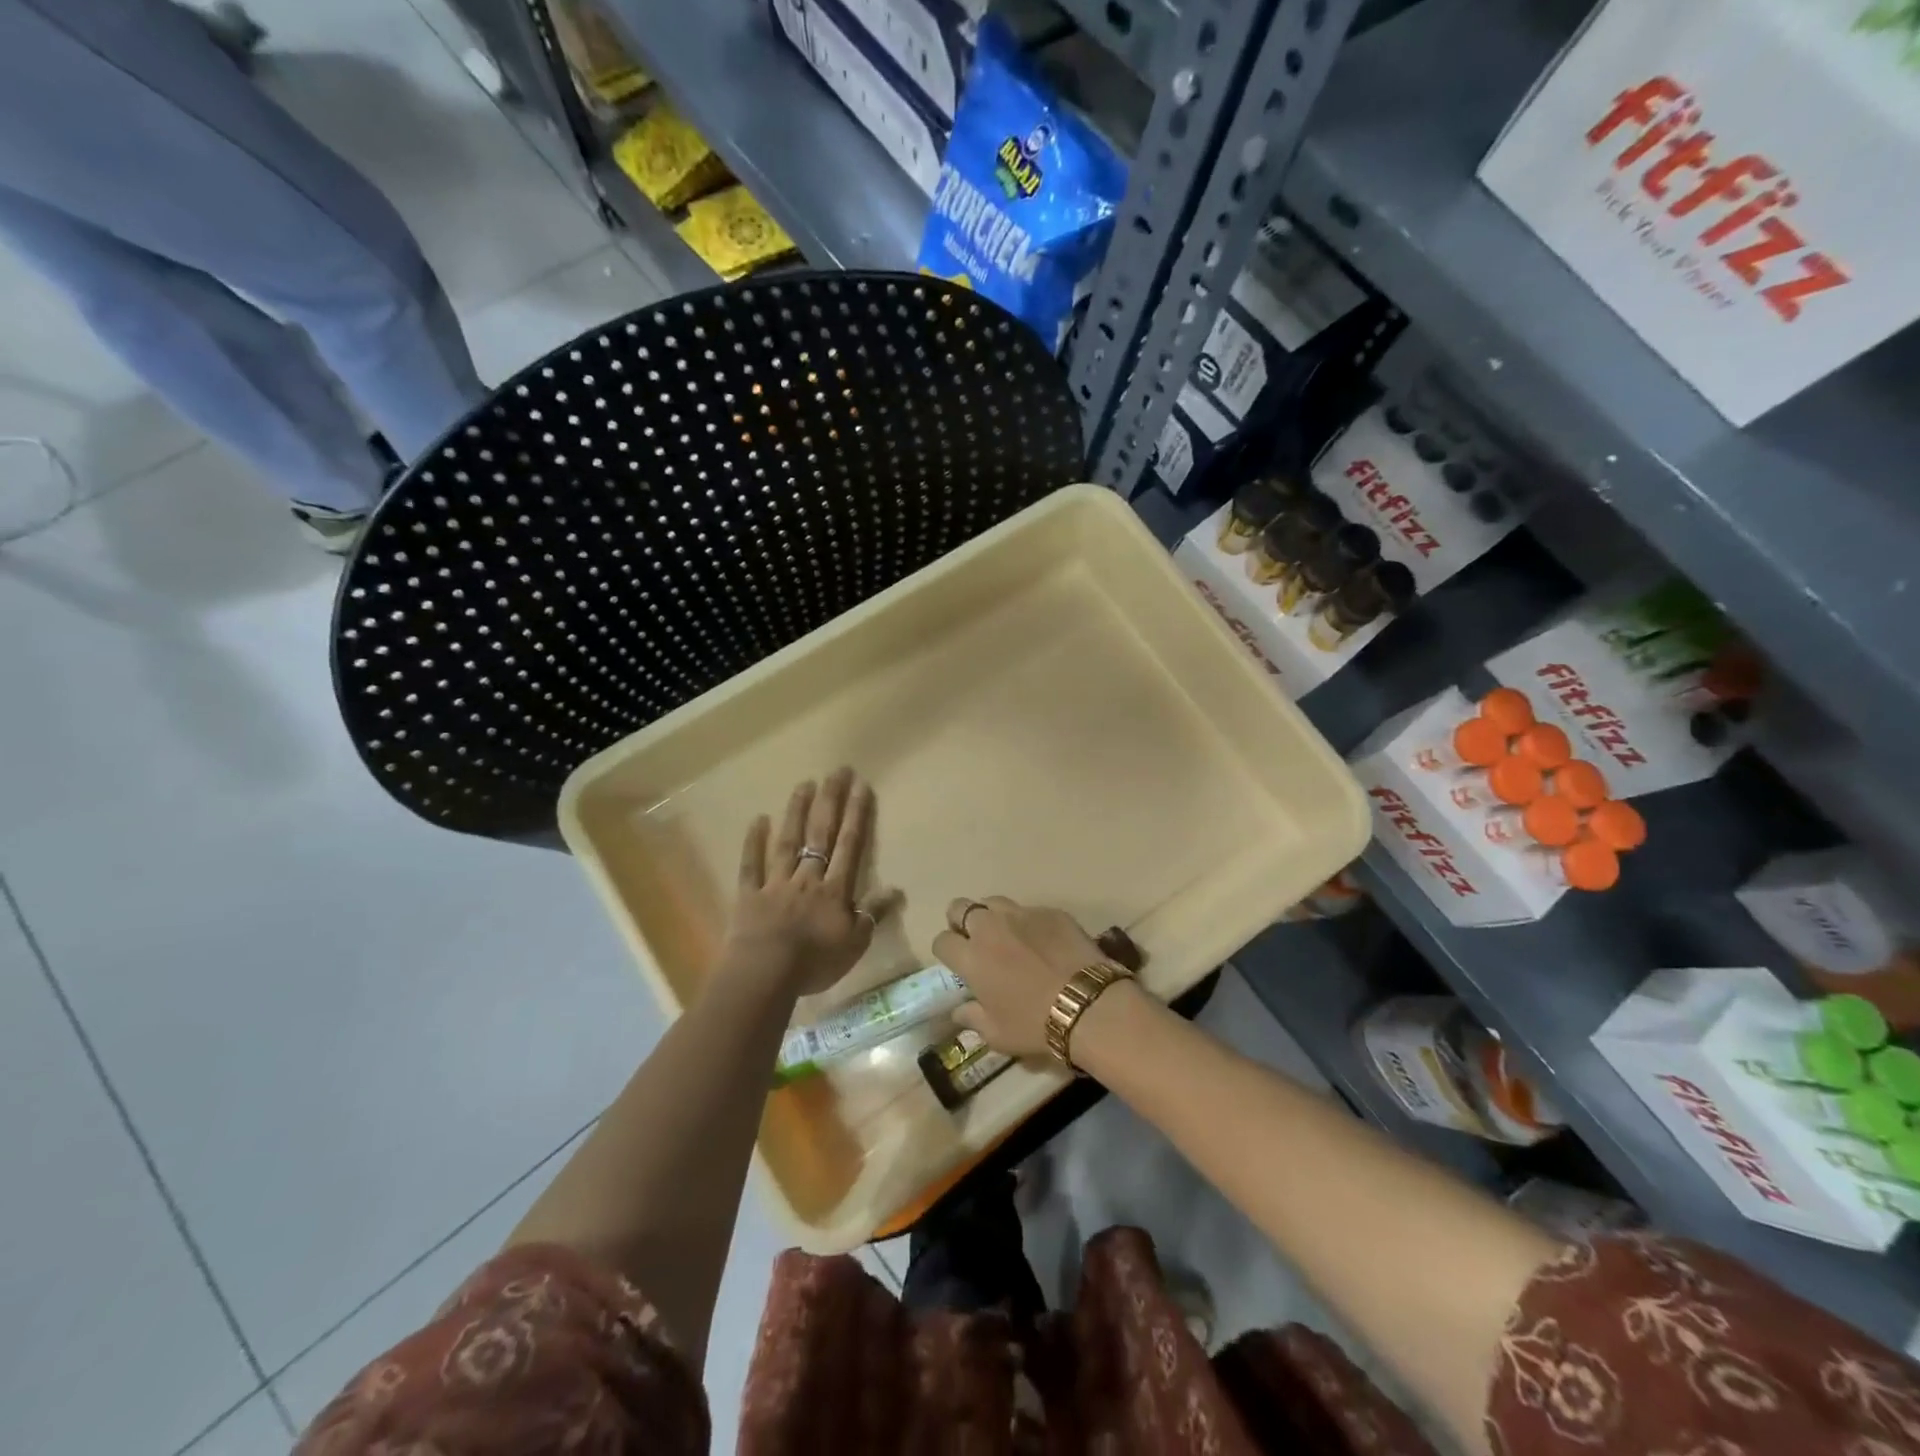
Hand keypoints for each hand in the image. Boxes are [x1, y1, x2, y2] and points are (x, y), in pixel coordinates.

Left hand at [727, 768, 889, 996]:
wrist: (765, 974)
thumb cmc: (815, 962)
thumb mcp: (855, 943)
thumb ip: (873, 914)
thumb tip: (895, 889)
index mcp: (834, 890)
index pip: (849, 846)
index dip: (856, 815)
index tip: (861, 785)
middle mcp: (807, 878)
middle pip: (820, 834)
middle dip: (830, 801)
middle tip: (836, 771)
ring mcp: (776, 884)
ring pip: (788, 842)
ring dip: (796, 812)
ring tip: (804, 784)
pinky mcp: (749, 895)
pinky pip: (751, 865)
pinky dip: (754, 842)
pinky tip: (758, 820)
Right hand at [931, 897, 1108, 1060]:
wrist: (1087, 1004)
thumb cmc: (1035, 1024)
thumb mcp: (997, 1034)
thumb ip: (972, 1018)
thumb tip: (959, 1011)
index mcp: (971, 957)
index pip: (942, 940)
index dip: (947, 951)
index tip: (957, 963)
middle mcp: (990, 927)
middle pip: (960, 907)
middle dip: (961, 921)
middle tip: (975, 941)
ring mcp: (1021, 914)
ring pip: (994, 902)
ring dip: (993, 916)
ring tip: (1006, 936)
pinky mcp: (1050, 911)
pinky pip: (1029, 910)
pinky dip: (1028, 923)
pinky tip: (1043, 942)